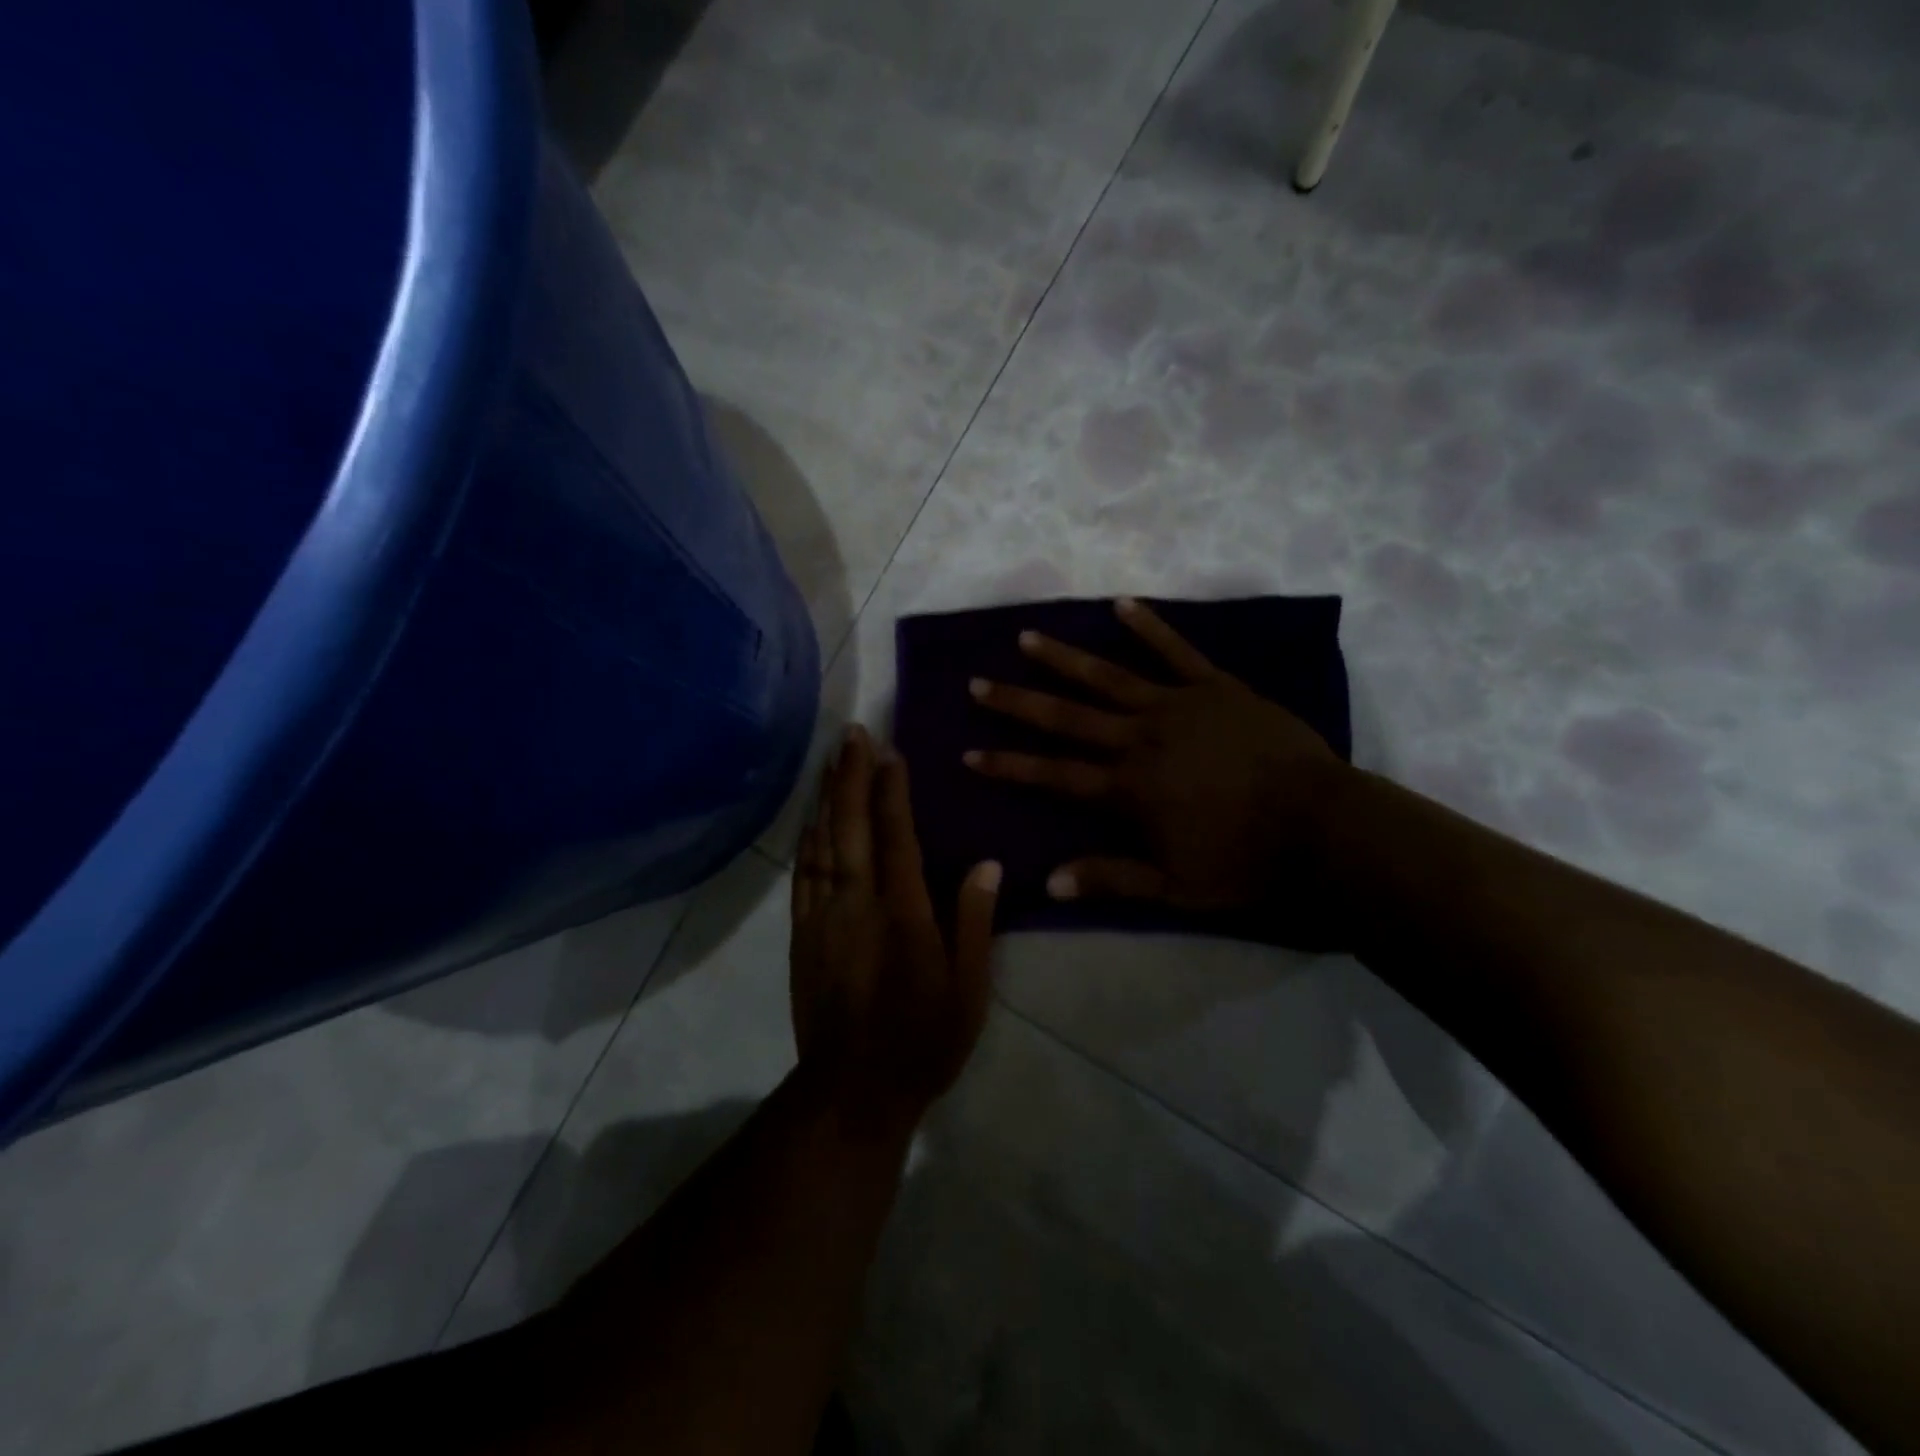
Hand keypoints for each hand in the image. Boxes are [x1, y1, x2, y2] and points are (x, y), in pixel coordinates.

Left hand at [790, 725, 1002, 1123]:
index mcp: (903, 914)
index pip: (896, 836)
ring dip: (825, 797)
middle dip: (849, 776)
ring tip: (830, 760)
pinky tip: (810, 819)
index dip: (891, 790)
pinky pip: (802, 875)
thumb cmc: (923, 1041)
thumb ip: (974, 922)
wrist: (852, 1091)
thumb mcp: (968, 990)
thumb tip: (986, 864)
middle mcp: (856, 904)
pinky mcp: (802, 935)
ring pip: (820, 843)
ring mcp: (822, 918)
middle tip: (852, 734)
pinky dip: (807, 839)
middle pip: (849, 826)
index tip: (890, 752)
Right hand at [963, 598, 1350, 933]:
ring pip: (1108, 676)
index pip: (1054, 774)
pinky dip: (1149, 627)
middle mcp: (1139, 738)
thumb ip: (1111, 878)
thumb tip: (1049, 882)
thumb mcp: (1174, 885)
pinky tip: (1121, 604)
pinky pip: (1176, 651)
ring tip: (1027, 637)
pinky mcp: (1215, 687)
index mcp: (1128, 787)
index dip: (1009, 764)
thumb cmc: (1245, 858)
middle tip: (978, 683)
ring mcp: (1176, 705)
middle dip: (1018, 702)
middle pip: (1067, 717)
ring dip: (1064, 658)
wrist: (1321, 823)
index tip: (969, 752)